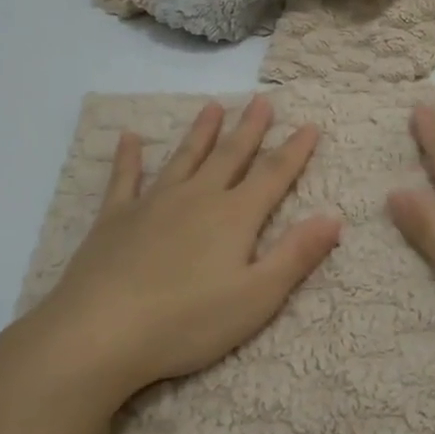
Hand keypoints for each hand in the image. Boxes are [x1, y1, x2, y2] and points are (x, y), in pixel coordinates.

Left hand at [26, 95, 341, 396]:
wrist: (100, 332)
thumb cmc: (187, 322)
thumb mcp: (257, 297)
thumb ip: (296, 255)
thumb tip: (333, 217)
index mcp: (234, 217)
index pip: (273, 175)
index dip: (295, 150)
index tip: (310, 124)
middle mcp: (197, 198)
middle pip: (230, 156)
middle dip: (250, 128)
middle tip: (262, 101)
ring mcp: (153, 204)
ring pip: (185, 158)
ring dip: (201, 132)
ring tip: (213, 106)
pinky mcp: (115, 219)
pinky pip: (124, 179)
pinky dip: (128, 158)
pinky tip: (129, 138)